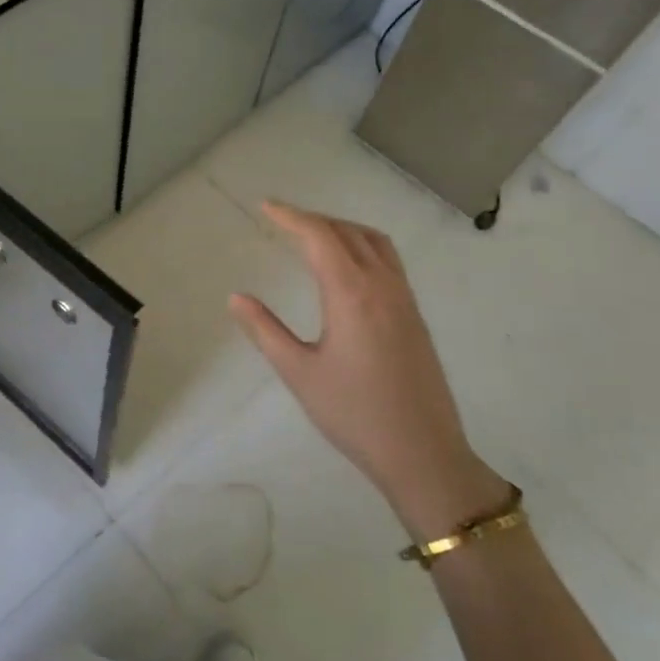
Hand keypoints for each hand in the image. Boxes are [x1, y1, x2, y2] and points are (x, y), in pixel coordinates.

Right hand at [229, 201, 508, 538]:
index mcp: (352, 294)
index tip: (266, 206)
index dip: (291, 217)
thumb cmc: (354, 414)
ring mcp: (405, 300)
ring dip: (342, 229)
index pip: (320, 237)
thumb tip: (236, 297)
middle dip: (314, 219)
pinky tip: (346, 268)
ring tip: (313, 235)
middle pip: (349, 232)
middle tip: (282, 220)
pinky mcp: (415, 316)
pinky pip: (389, 261)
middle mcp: (383, 286)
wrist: (423, 454)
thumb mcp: (299, 373)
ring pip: (375, 243)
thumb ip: (265, 330)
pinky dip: (362, 246)